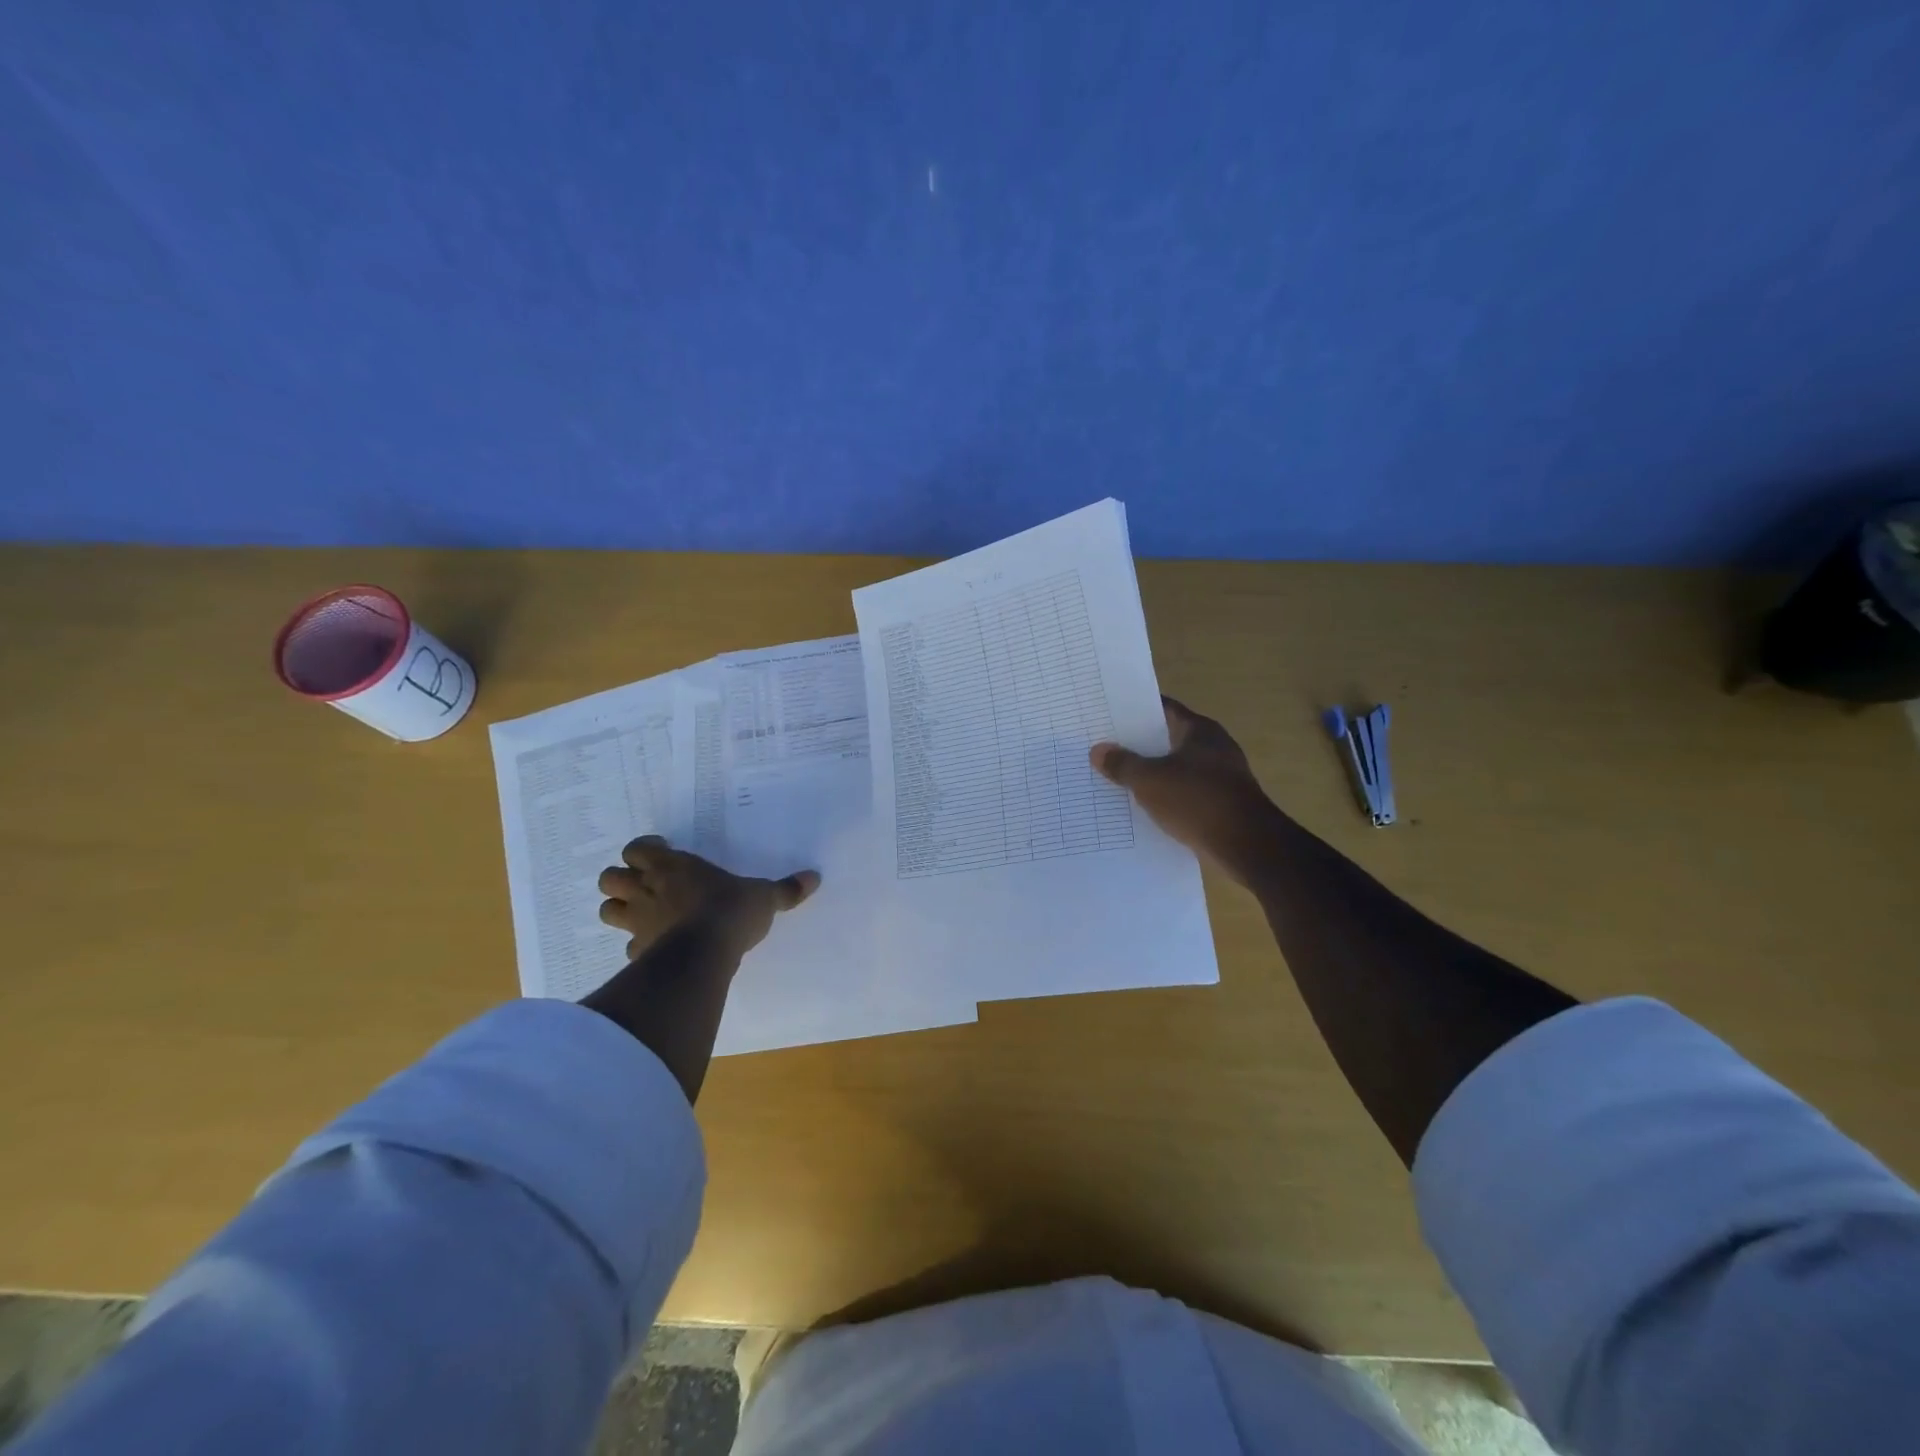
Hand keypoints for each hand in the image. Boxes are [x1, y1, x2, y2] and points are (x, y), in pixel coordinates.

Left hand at [597, 836, 818, 964]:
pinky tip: (655, 948)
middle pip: (610, 878)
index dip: (644, 850)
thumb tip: (815, 877)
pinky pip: (628, 947)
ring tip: (642, 914)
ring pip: (608, 910)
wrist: (705, 954)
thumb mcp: (764, 897)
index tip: (660, 854)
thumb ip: (785, 889)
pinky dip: (637, 946)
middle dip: (622, 880)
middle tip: (645, 884)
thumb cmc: (730, 911)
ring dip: (620, 910)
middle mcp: (648, 890)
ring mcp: (638, 923)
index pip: (637, 849)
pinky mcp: (639, 953)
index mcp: (673, 867)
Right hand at [1090, 698, 1274, 878]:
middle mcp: (1214, 746)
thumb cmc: (1197, 801)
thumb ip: (1123, 764)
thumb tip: (1098, 750)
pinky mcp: (1223, 802)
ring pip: (1177, 767)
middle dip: (1139, 744)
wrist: (1248, 845)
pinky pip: (1187, 792)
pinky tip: (1145, 807)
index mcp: (1199, 730)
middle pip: (1169, 738)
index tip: (1108, 715)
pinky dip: (1167, 796)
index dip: (1135, 711)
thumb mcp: (1150, 781)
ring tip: (1117, 778)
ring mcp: (1222, 775)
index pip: (1163, 709)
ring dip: (1152, 773)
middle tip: (1105, 748)